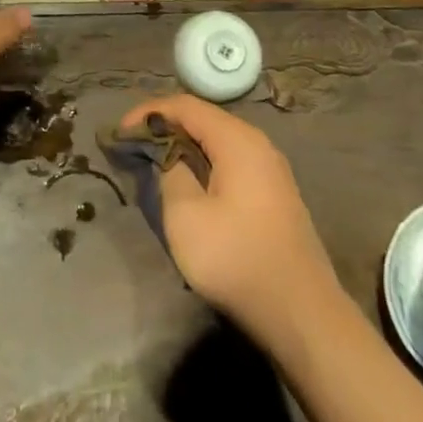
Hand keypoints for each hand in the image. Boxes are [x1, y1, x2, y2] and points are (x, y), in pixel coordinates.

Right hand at [121, 96, 344, 347]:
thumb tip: (169, 157)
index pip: (185, 106)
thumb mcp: (186, 216)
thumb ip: (170, 173)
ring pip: (218, 142)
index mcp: (237, 140)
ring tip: (155, 163)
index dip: (148, 113)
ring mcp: (270, 170)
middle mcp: (258, 145)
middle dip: (165, 127)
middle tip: (134, 146)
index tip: (120, 132)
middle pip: (203, 119)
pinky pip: (231, 162)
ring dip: (184, 147)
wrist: (302, 315)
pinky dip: (204, 163)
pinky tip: (189, 185)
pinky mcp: (274, 195)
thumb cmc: (237, 259)